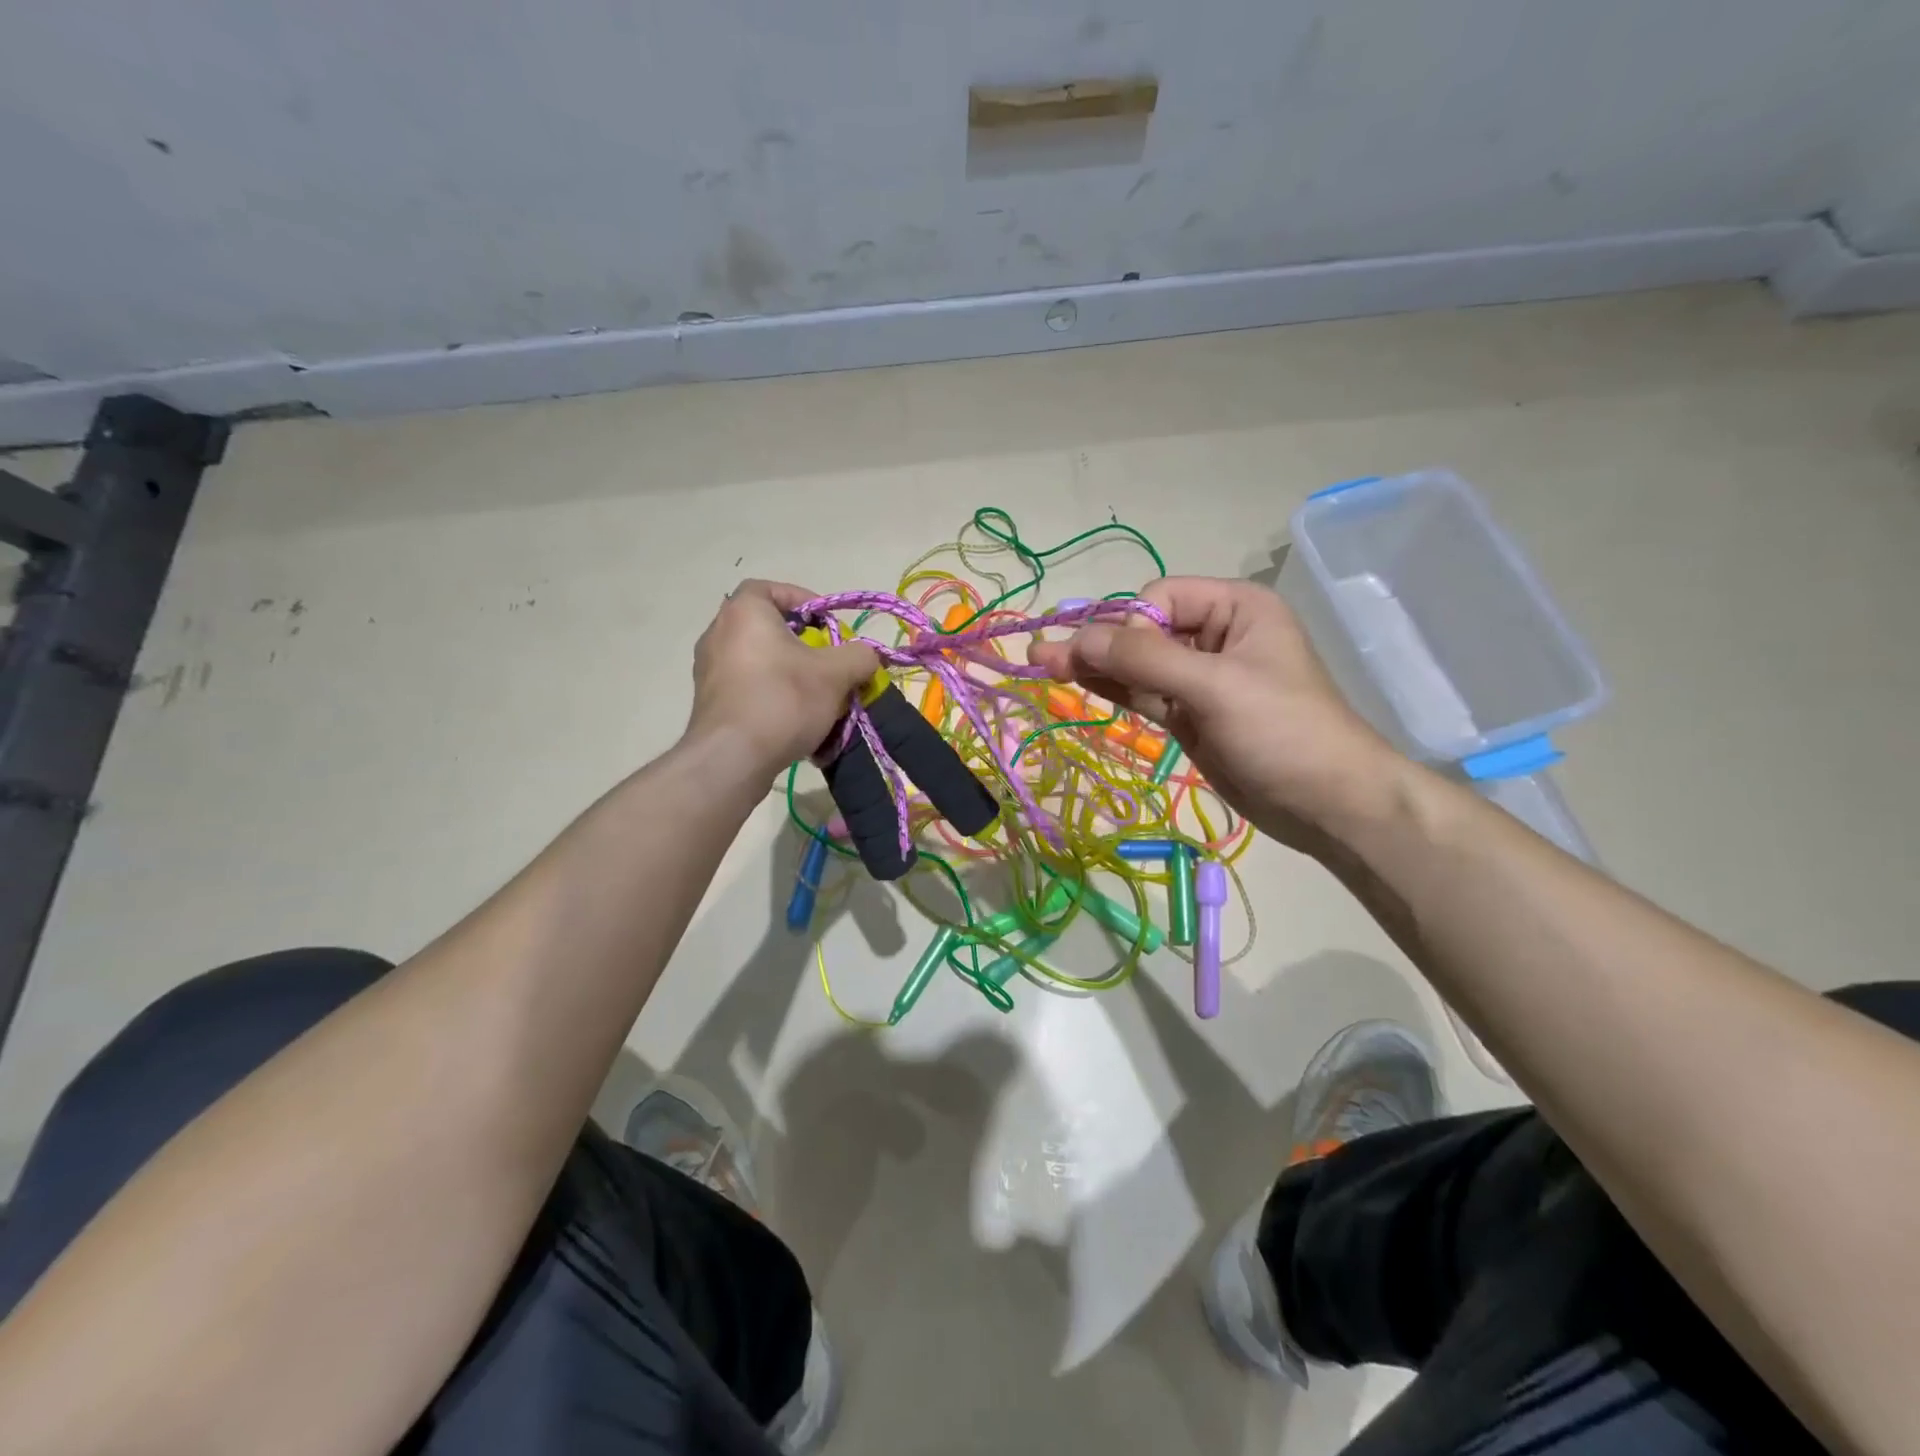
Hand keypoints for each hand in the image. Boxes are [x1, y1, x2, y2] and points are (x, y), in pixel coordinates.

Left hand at [688, 581, 880, 768]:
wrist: (732, 758)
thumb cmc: (783, 700)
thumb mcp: (837, 674)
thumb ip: (860, 656)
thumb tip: (867, 656)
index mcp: (745, 612)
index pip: (772, 589)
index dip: (804, 601)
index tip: (828, 625)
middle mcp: (718, 633)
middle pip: (768, 628)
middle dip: (802, 644)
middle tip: (827, 663)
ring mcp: (708, 670)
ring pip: (760, 661)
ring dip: (789, 674)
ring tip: (816, 697)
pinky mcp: (709, 703)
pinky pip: (748, 689)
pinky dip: (772, 697)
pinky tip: (794, 723)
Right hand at [1027, 577, 1403, 853]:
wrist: (1327, 804)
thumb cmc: (1284, 731)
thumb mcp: (1216, 686)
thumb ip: (1146, 660)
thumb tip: (1078, 637)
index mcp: (1236, 608)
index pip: (1161, 597)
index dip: (1133, 626)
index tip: (1127, 665)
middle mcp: (1216, 635)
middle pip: (1142, 630)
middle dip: (1098, 644)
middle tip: (1041, 657)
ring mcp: (1199, 678)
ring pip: (1136, 664)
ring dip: (1094, 666)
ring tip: (1042, 665)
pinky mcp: (1189, 715)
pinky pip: (1142, 693)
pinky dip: (1111, 689)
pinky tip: (1075, 682)